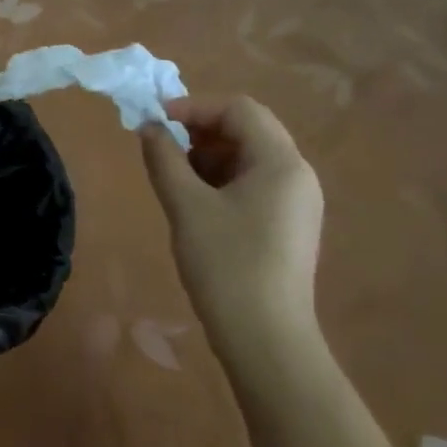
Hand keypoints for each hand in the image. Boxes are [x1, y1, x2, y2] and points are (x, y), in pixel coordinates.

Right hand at [141, 96, 326, 374]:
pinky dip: (223, 180)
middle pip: (249, 130)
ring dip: (210, 156)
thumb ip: (164, 159)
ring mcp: (298, 202)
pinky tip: (197, 204)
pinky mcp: (290, 225)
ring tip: (175, 179)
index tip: (155, 122)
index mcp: (281, 162)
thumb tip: (148, 128)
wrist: (265, 338)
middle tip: (163, 149)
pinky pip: (256, 184)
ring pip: (251, 158)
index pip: (239, 109)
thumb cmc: (226, 264)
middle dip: (201, 131)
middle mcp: (298, 174)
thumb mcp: (186, 207)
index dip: (194, 107)